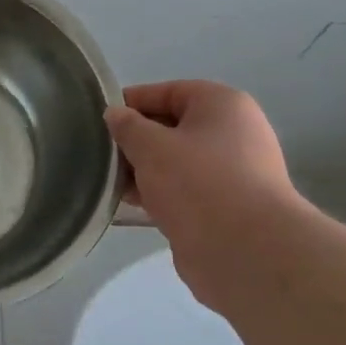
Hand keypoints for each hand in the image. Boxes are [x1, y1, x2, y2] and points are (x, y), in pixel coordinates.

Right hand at [104, 80, 307, 309]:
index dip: (131, 102)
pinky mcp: (226, 207)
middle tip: (100, 154)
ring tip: (110, 182)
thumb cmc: (197, 182)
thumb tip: (115, 115)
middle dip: (135, 140)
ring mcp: (233, 172)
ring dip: (144, 170)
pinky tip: (131, 204)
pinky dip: (159, 193)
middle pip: (172, 127)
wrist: (246, 252)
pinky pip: (184, 190)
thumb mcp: (150, 146)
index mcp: (222, 105)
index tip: (99, 120)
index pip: (167, 92)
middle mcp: (233, 133)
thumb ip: (127, 126)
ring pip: (176, 161)